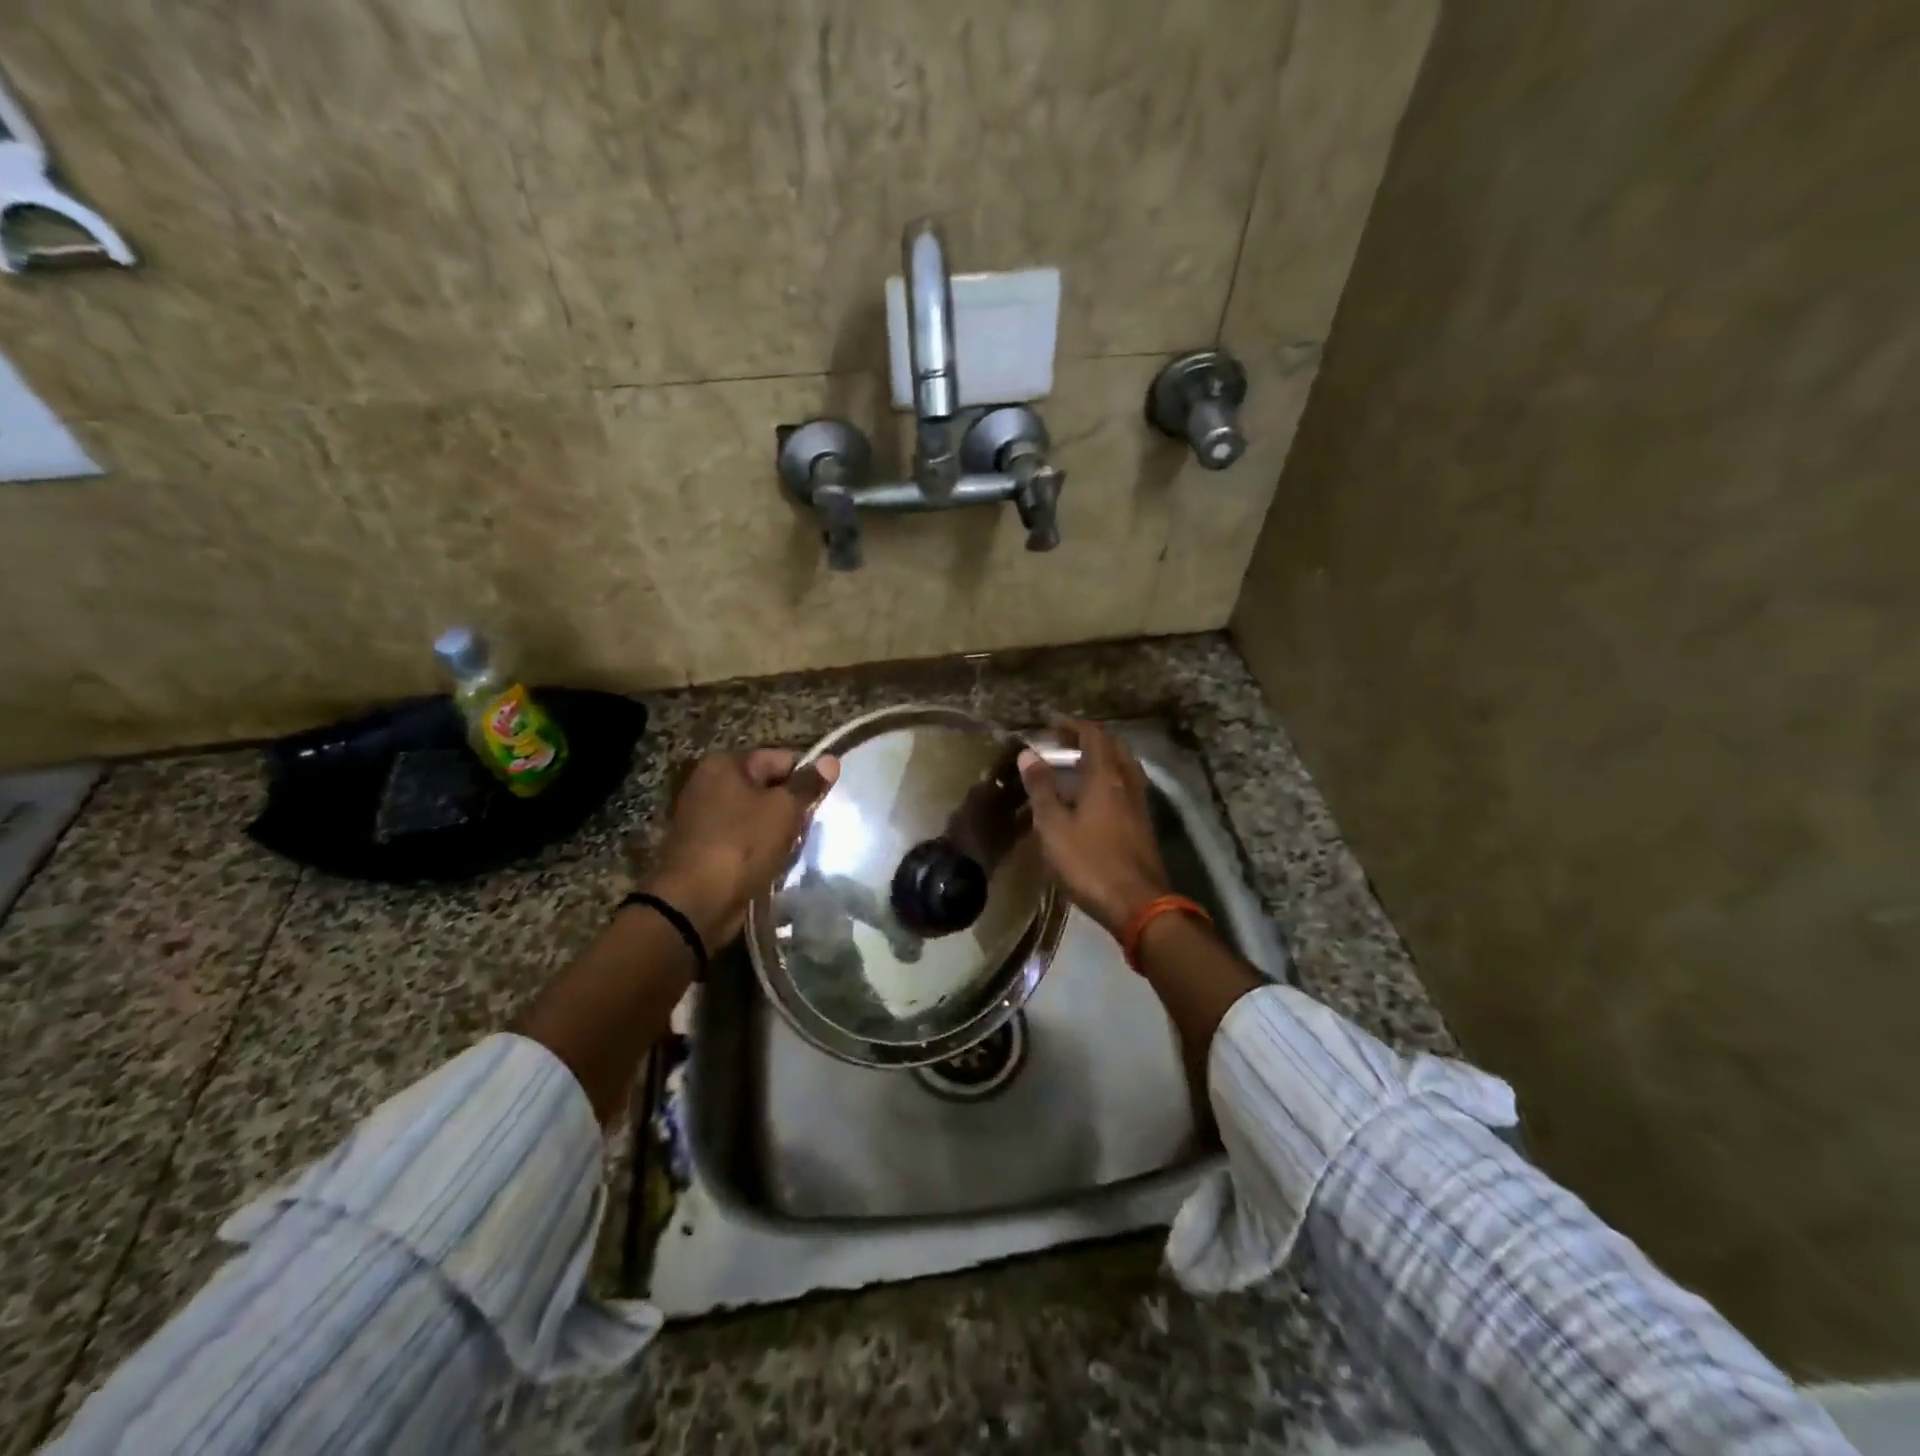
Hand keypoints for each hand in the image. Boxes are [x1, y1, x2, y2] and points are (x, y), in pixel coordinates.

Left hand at [631, 748, 839, 949]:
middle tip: (808, 830)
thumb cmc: (743, 845)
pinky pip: (744, 839)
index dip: (806, 778)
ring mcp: (703, 817)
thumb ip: (808, 785)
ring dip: (778, 831)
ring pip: (757, 816)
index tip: (823, 802)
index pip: (780, 759)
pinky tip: (774, 863)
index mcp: (725, 764)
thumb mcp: (784, 809)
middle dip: (791, 808)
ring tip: (793, 849)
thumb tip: (831, 760)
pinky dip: (760, 849)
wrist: (695, 903)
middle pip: (768, 787)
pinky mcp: (704, 847)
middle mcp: (709, 783)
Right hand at [1018, 721, 1169, 939]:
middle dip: (1089, 739)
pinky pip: (1127, 788)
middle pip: (1114, 747)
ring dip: (1102, 759)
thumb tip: (1029, 754)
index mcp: (1105, 777)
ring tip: (1077, 768)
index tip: (1051, 725)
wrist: (1138, 905)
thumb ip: (1041, 788)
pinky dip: (1110, 781)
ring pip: (1124, 768)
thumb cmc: (1090, 863)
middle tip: (1064, 744)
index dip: (1073, 725)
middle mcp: (1127, 783)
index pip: (1094, 735)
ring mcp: (1140, 805)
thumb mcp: (1054, 826)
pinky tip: (1094, 799)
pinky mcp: (1144, 825)